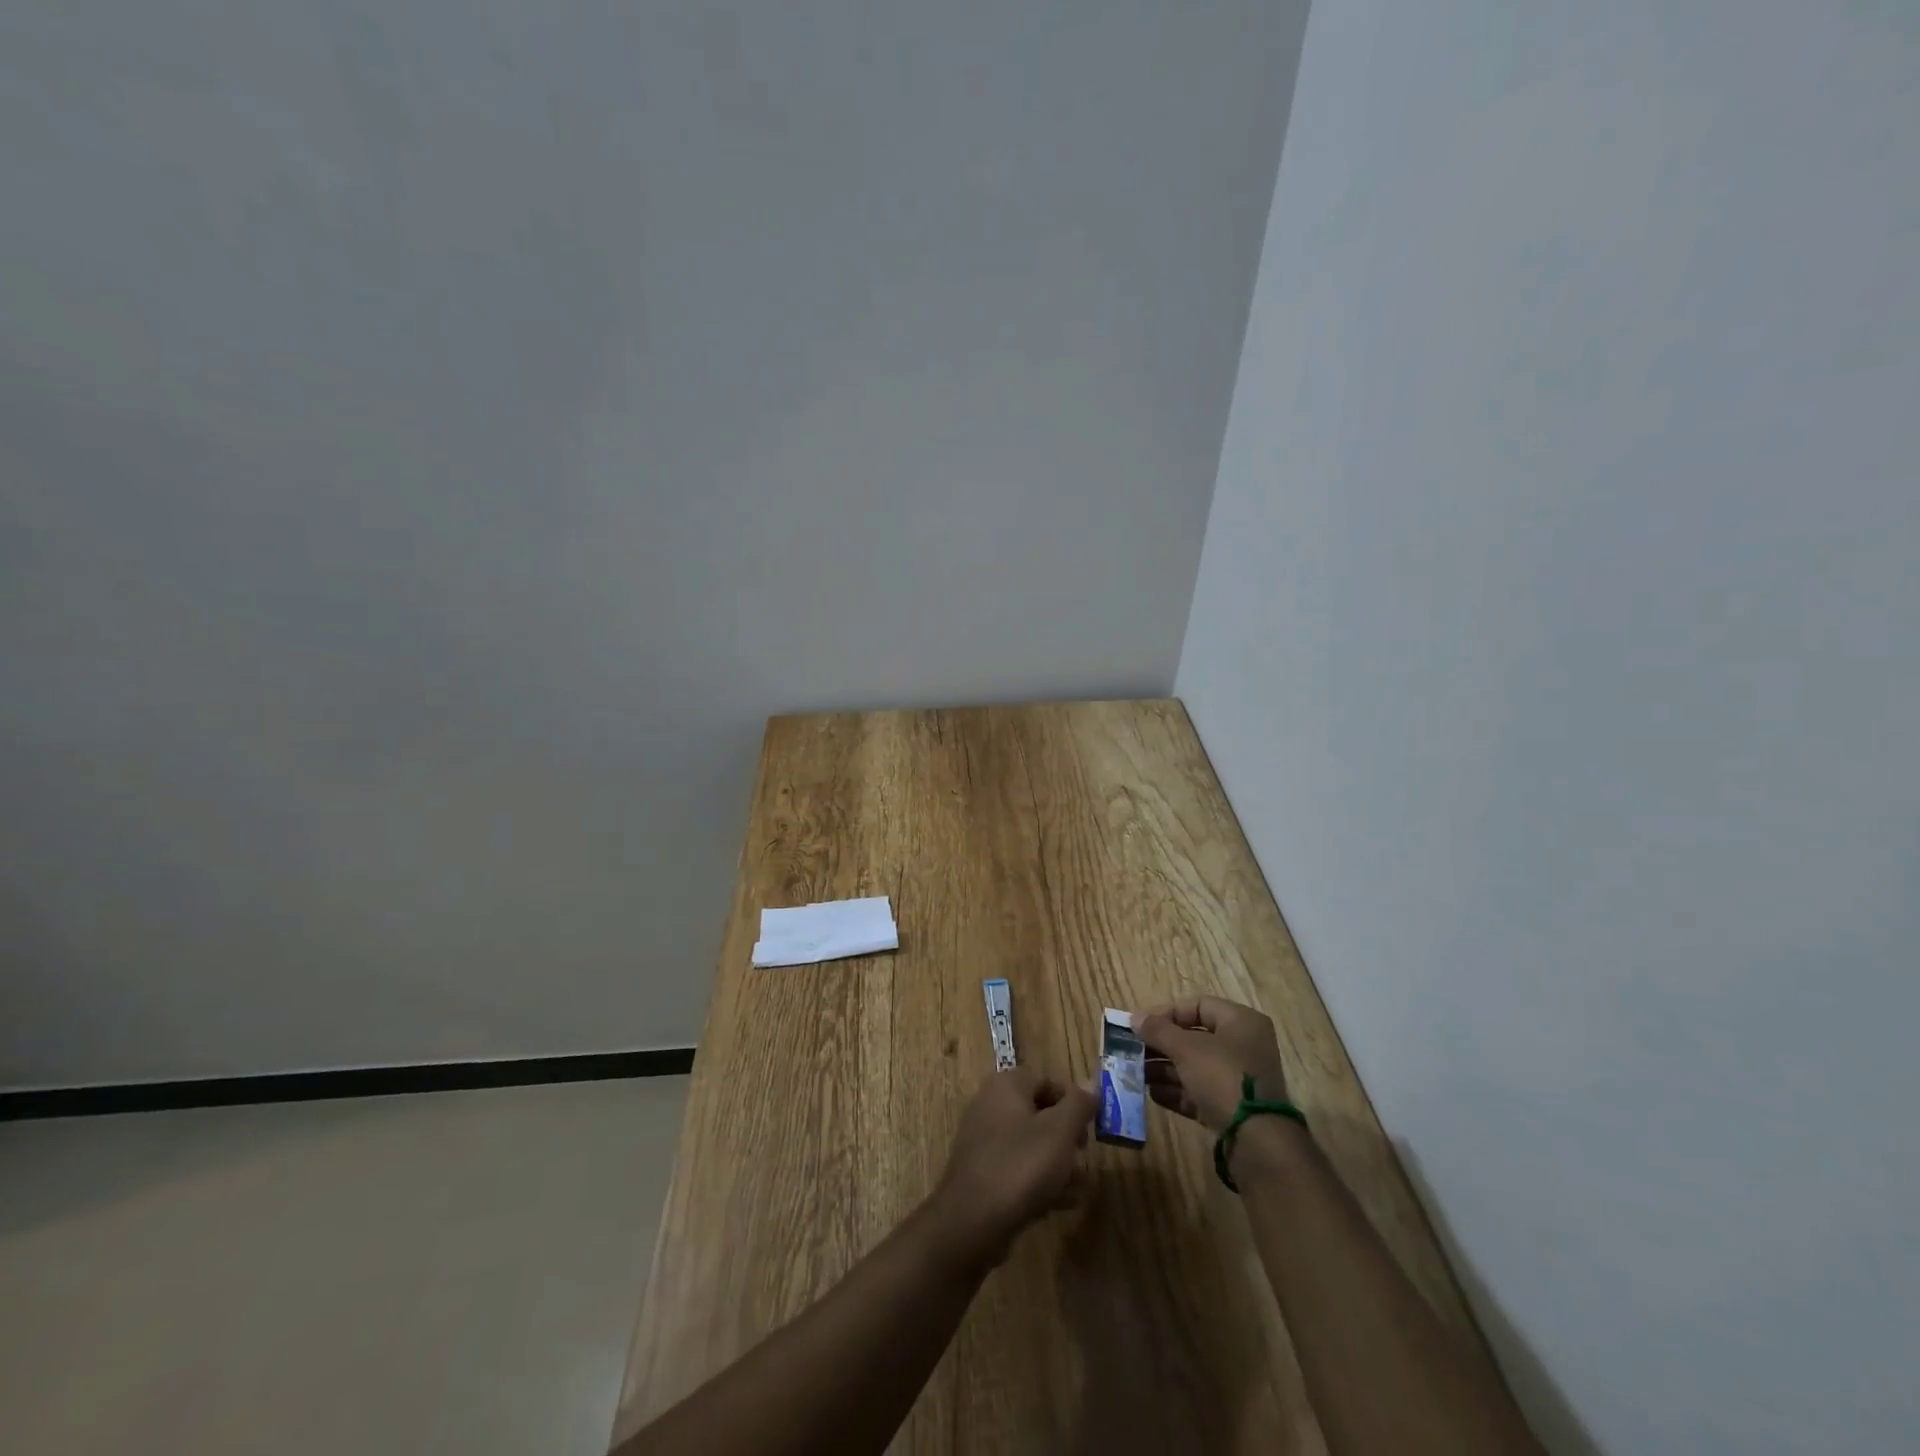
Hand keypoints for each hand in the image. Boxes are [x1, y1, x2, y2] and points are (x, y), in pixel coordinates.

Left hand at [929, 1067, 1097, 1266]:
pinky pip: (1017, 1167)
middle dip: (1066, 1137)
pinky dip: (1039, 1180)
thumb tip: (1090, 1084)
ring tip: (1078, 1187)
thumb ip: (1078, 1105)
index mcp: (1006, 1085)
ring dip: (1057, 1163)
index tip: (1090, 1127)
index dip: (1072, 1101)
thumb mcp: (1060, 1131)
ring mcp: (983, 1140)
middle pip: (1039, 1113)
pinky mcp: (982, 1172)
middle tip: (1083, 1157)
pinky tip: (1060, 1204)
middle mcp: (990, 1105)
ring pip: (1031, 1144)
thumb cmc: (1021, 1165)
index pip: (1046, 1080)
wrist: (972, 1221)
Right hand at [1133, 995, 1288, 1133]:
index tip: (1140, 1025)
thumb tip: (1134, 1018)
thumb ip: (1158, 1030)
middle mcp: (1242, 1046)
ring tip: (1136, 1074)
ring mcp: (1237, 1078)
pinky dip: (1176, 1091)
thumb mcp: (1186, 1048)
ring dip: (1164, 1069)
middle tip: (1134, 1050)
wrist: (1256, 1140)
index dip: (1167, 1012)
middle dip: (1161, 1044)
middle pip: (1194, 1037)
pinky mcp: (1231, 1106)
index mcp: (1240, 1022)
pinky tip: (1152, 1094)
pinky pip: (1199, 1091)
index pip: (1198, 1005)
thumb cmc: (1222, 1077)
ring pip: (1194, 1066)